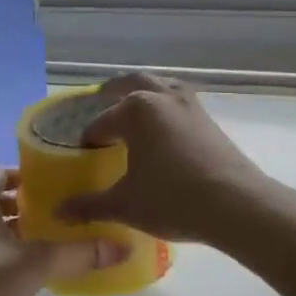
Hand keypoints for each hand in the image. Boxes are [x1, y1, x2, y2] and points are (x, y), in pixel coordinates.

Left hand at [0, 167, 128, 295]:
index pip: (2, 173)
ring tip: (51, 240)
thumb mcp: (38, 265)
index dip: (29, 175)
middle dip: (27, 205)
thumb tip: (125, 246)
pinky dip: (3, 252)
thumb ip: (80, 253)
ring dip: (15, 231)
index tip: (59, 184)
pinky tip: (28, 270)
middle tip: (63, 212)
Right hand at [55, 75, 272, 243]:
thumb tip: (59, 211)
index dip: (89, 139)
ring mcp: (189, 104)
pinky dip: (165, 105)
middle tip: (100, 105)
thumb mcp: (125, 204)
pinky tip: (164, 129)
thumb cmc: (173, 199)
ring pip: (160, 87)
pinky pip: (179, 101)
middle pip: (131, 84)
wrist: (236, 204)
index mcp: (136, 111)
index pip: (102, 122)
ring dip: (143, 92)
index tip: (83, 155)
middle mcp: (162, 97)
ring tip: (133, 109)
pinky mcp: (208, 118)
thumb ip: (90, 205)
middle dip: (113, 93)